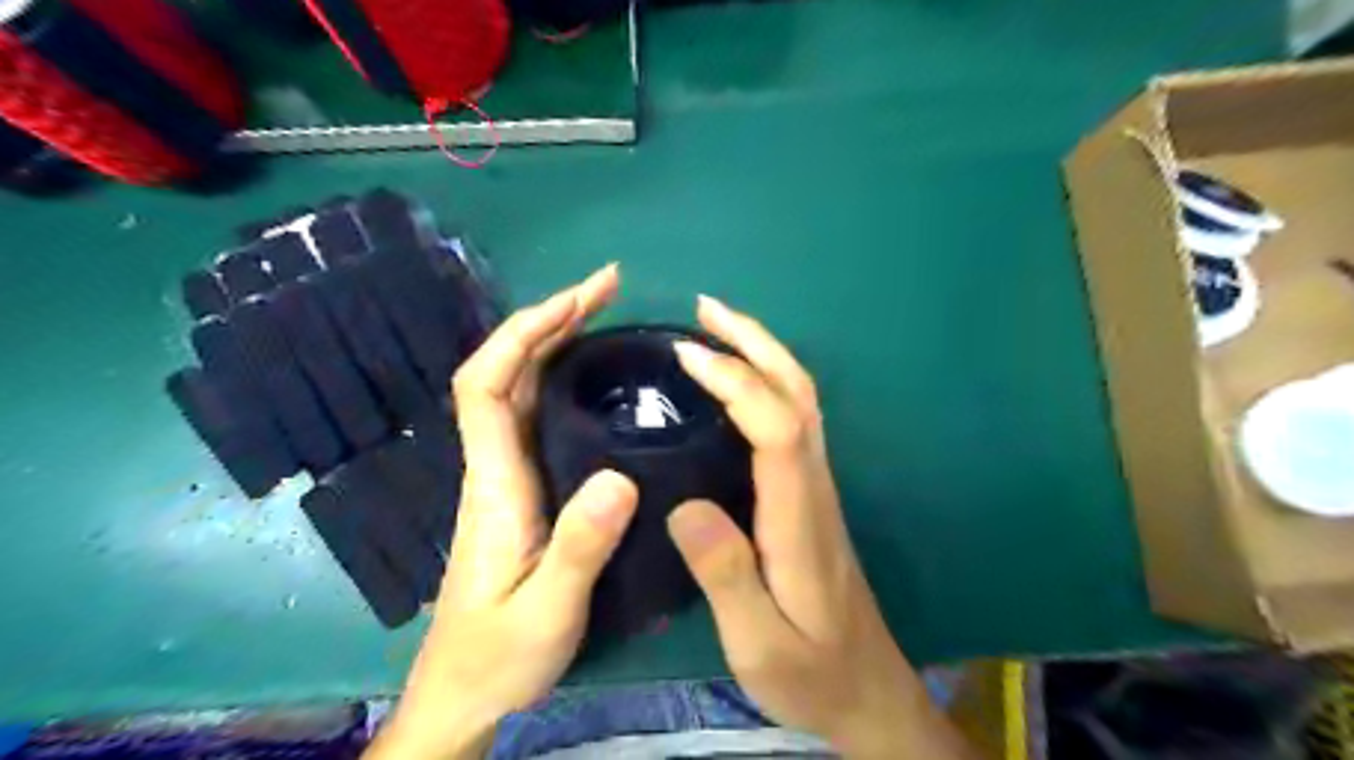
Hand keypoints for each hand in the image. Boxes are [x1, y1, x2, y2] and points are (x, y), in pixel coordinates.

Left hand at [364, 264, 642, 759]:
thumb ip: (580, 548)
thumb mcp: (548, 610)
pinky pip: (534, 413)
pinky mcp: (519, 487)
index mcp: (494, 483)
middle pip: (502, 370)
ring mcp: (504, 474)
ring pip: (518, 386)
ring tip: (605, 311)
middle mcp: (493, 465)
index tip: (576, 300)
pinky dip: (559, 376)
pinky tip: (593, 372)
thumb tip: (619, 477)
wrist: (464, 693)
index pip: (485, 385)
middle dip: (548, 318)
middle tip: (608, 287)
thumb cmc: (500, 655)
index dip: (521, 332)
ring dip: (554, 339)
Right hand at [665, 296, 974, 759]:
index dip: (737, 382)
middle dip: (755, 342)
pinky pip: (791, 419)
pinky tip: (734, 382)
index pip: (777, 426)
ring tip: (715, 328)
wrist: (866, 690)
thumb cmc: (811, 671)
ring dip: (762, 353)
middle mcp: (814, 485)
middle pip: (798, 393)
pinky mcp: (810, 494)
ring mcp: (817, 486)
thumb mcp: (760, 642)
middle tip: (705, 309)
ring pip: (800, 399)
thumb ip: (725, 576)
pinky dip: (764, 383)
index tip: (687, 355)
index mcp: (799, 516)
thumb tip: (685, 506)